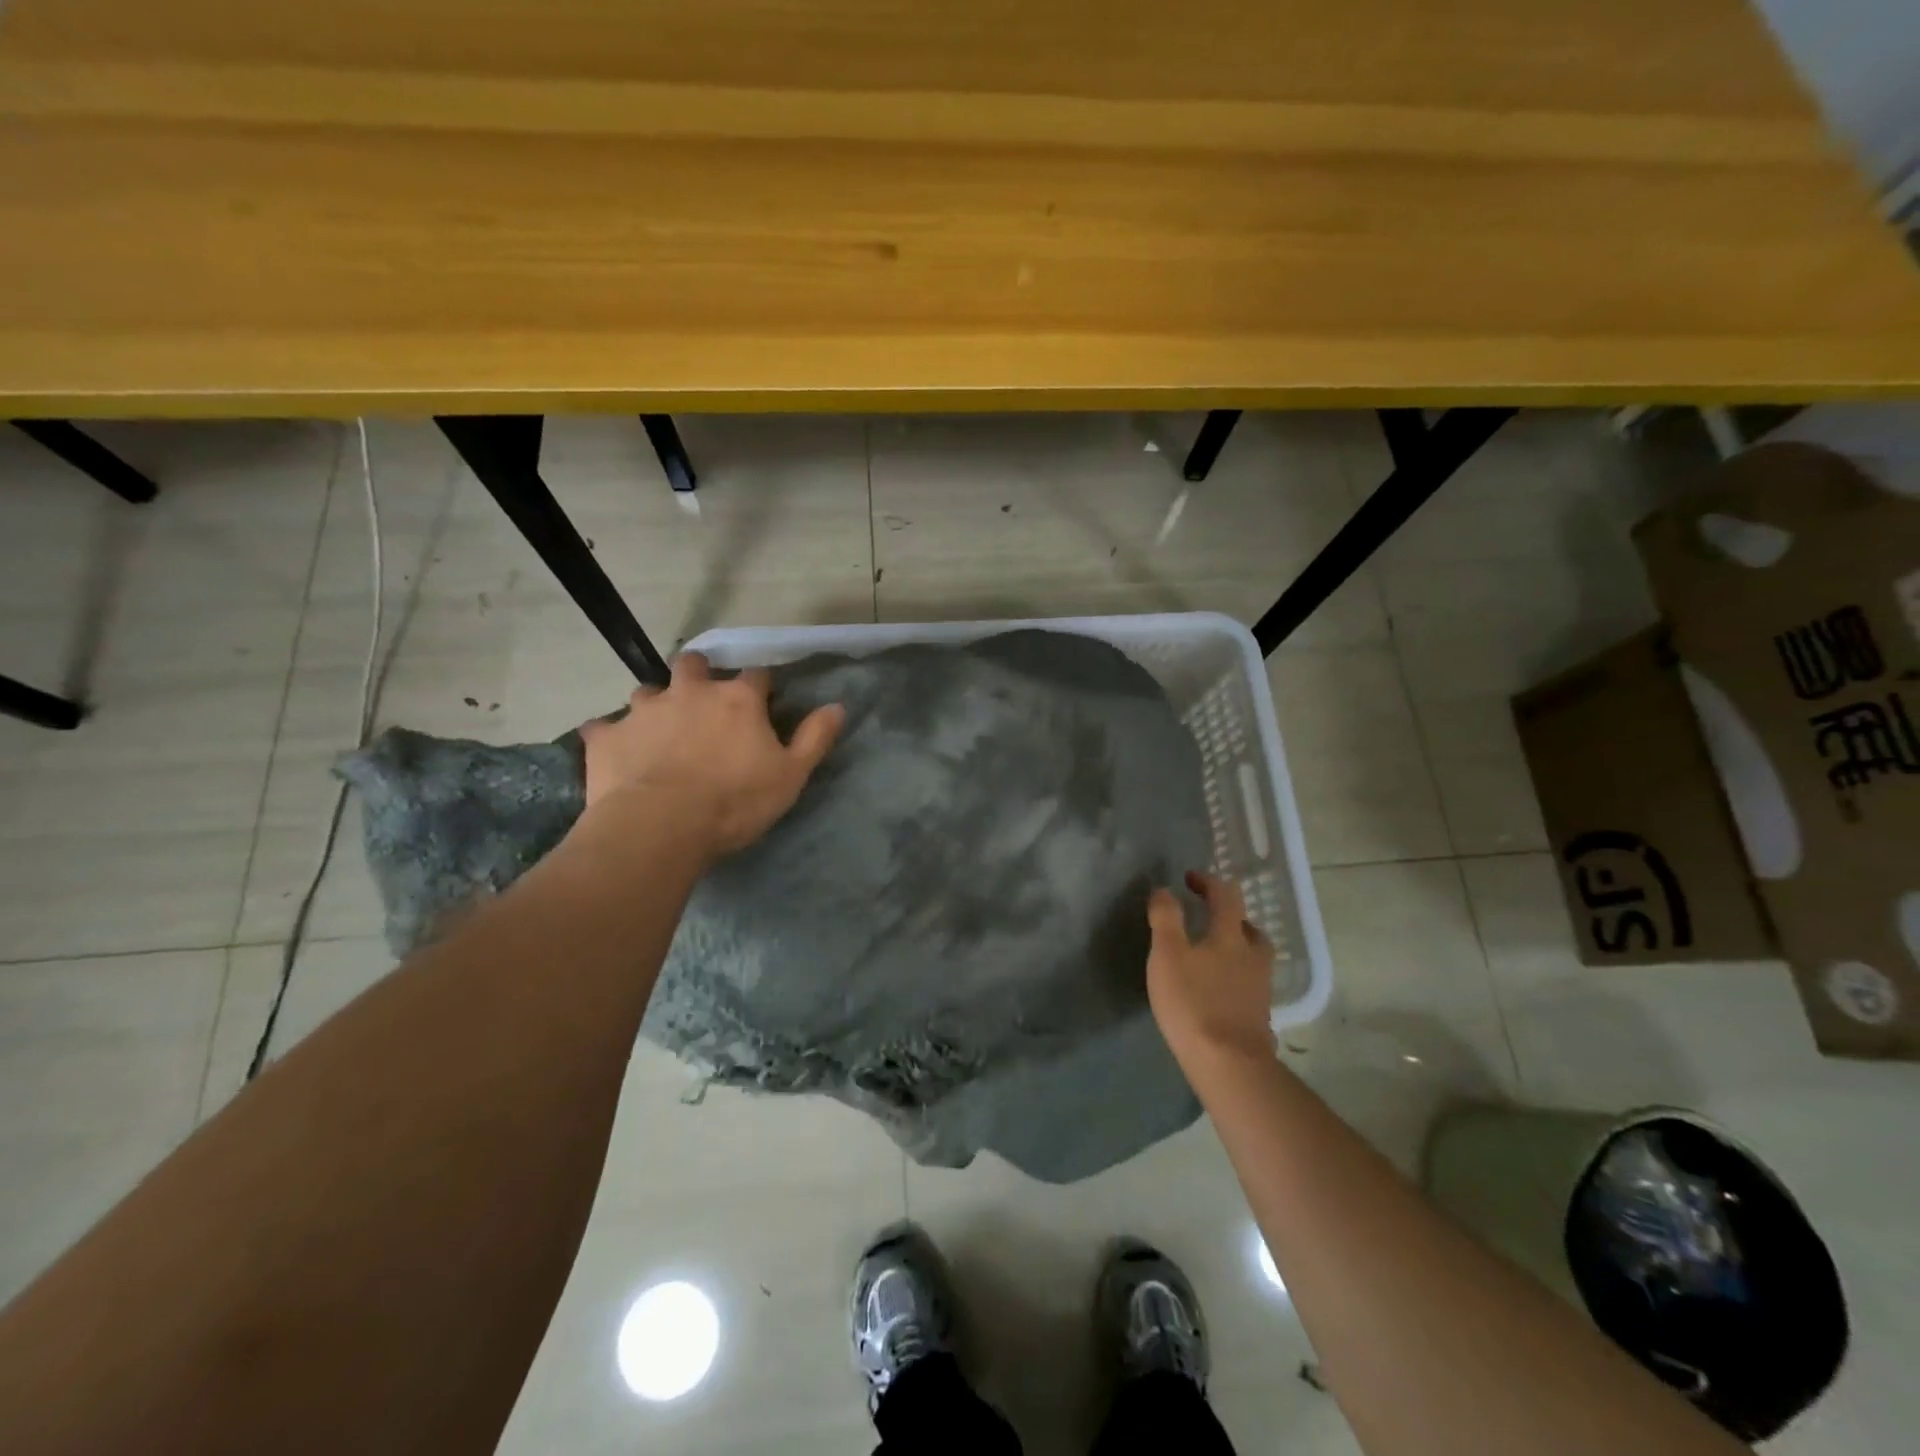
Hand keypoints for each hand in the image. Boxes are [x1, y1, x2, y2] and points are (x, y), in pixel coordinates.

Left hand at [578, 653, 844, 861]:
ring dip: (656, 706)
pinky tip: (617, 753)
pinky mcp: (607, 736)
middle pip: (693, 664)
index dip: (760, 687)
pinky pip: (604, 728)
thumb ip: (814, 738)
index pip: (756, 676)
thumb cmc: (734, 802)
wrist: (659, 827)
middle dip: (699, 675)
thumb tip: (837, 706)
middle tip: (702, 703)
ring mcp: (643, 711)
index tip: (762, 702)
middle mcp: (690, 692)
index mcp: (737, 699)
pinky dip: (613, 737)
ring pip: (647, 692)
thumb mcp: (790, 775)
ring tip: (659, 731)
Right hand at [1146, 870, 1275, 1066]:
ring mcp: (1260, 987)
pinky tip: (1218, 988)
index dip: (1208, 882)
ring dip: (1236, 946)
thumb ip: (1165, 919)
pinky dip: (1235, 976)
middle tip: (1206, 918)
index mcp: (1230, 935)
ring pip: (1253, 956)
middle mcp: (1252, 956)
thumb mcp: (1167, 955)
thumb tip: (1165, 890)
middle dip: (1228, 916)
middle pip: (1247, 926)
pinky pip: (1249, 983)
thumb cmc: (1193, 1002)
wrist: (1229, 1063)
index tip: (1190, 878)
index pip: (1225, 896)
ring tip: (1213, 954)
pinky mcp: (1259, 1014)